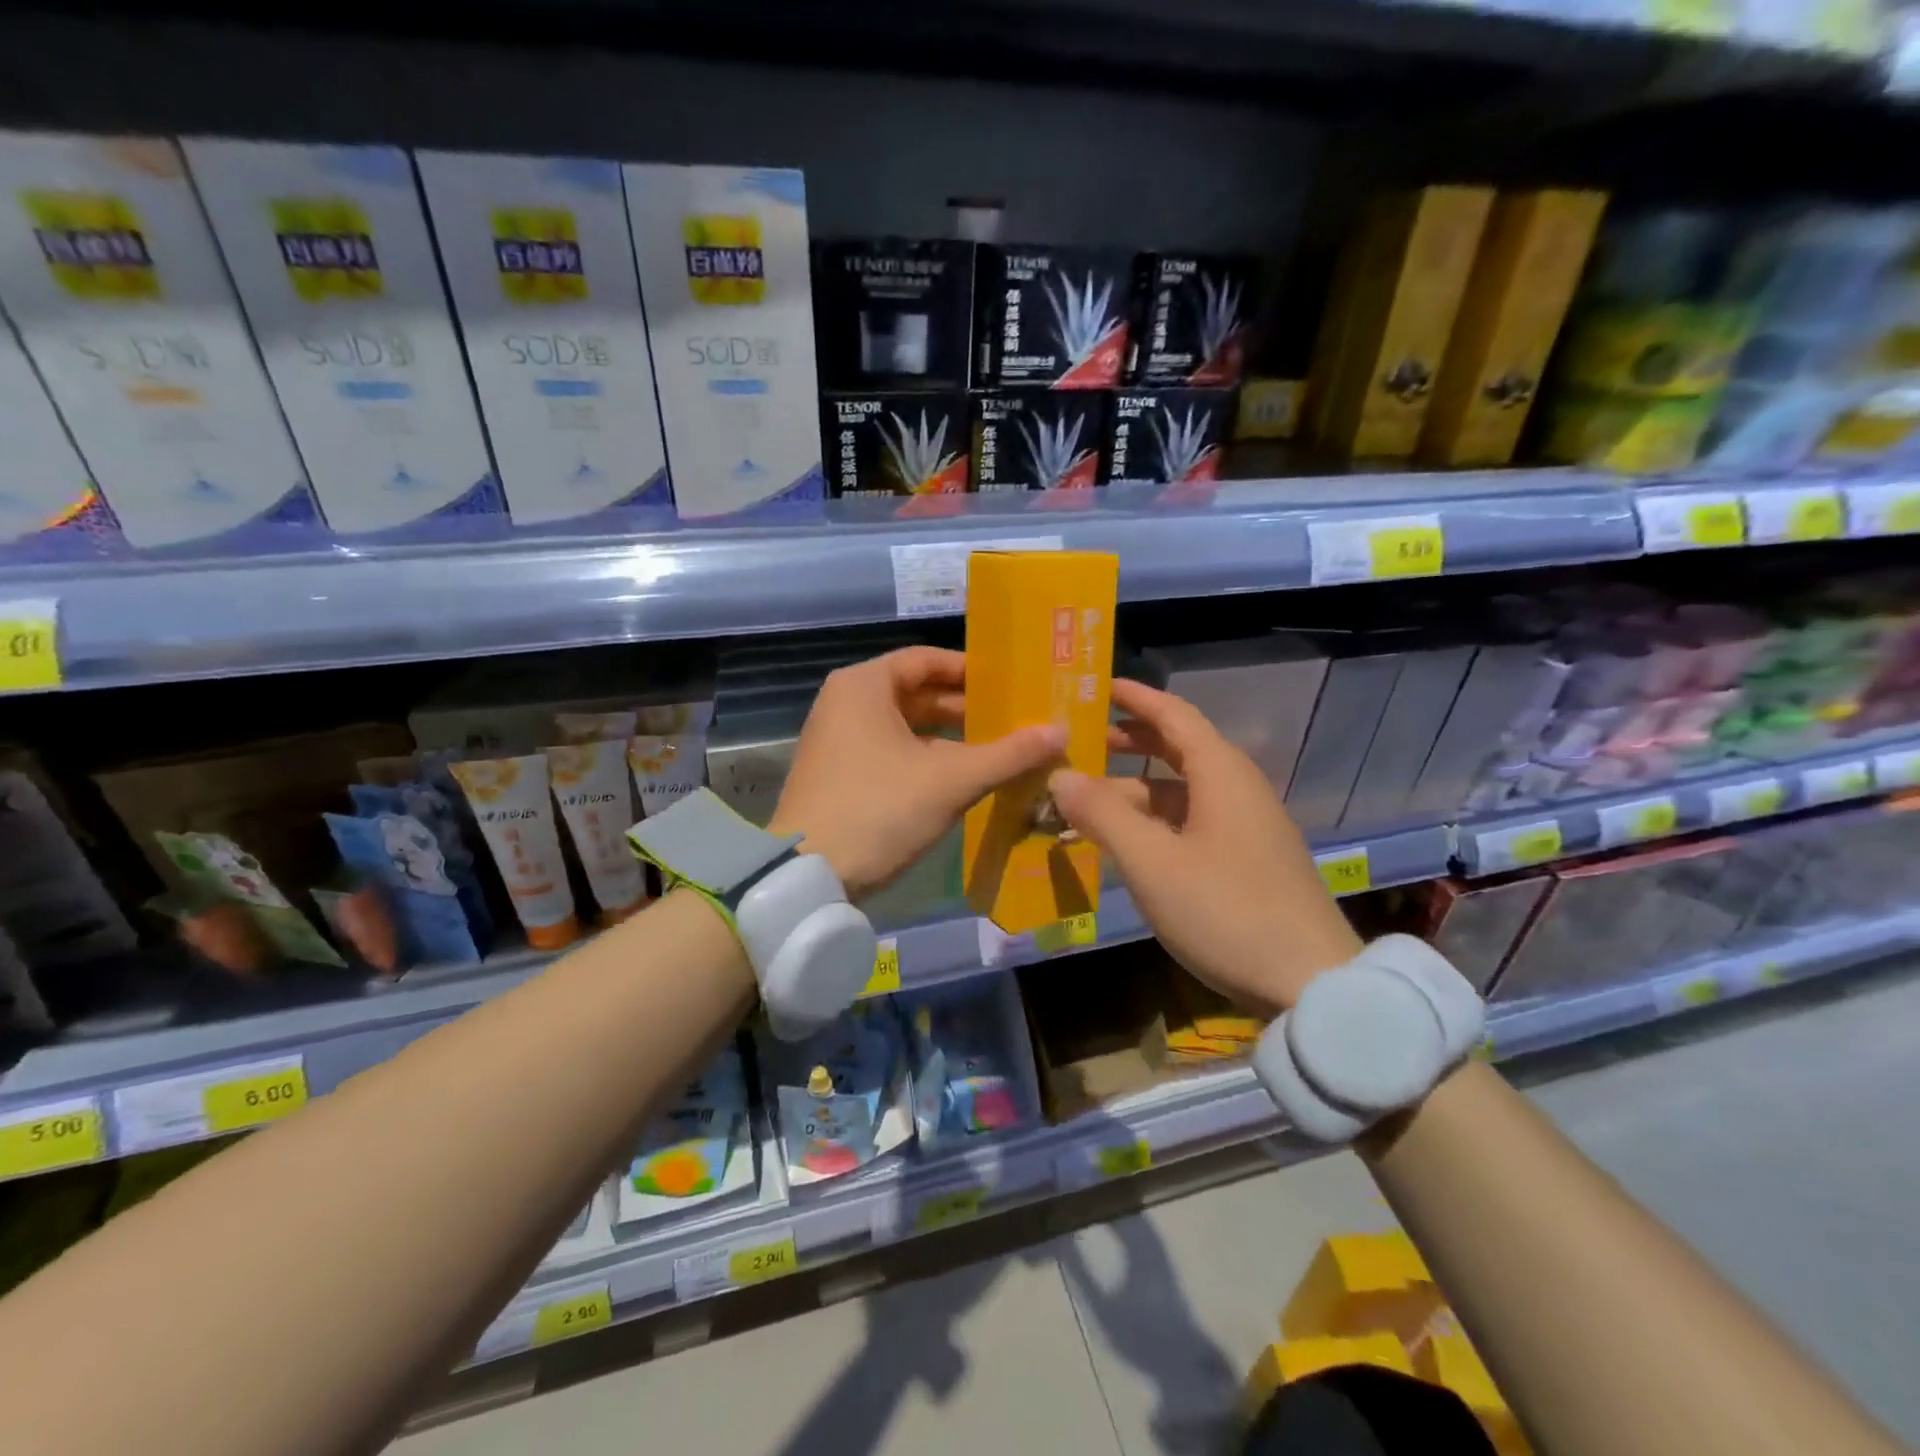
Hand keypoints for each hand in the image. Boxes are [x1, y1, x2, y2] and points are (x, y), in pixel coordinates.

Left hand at [770, 646, 1065, 900]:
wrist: (807, 875)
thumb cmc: (878, 809)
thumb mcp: (949, 780)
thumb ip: (1007, 754)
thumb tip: (1061, 732)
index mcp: (864, 685)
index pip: (927, 660)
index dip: (972, 671)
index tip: (1012, 685)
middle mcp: (846, 702)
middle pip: (917, 693)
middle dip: (966, 708)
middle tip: (1015, 720)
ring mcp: (838, 739)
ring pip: (906, 727)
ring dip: (951, 738)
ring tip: (999, 750)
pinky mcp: (839, 773)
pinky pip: (892, 751)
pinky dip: (926, 759)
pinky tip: (963, 777)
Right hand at [1050, 679, 1360, 1015]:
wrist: (1312, 984)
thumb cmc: (1226, 910)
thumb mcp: (1152, 862)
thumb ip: (1103, 814)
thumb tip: (1060, 775)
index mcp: (1221, 773)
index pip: (1173, 715)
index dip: (1135, 697)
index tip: (1098, 686)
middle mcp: (1237, 789)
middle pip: (1177, 750)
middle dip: (1129, 743)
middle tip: (1082, 743)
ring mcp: (1246, 827)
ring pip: (1181, 793)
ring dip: (1135, 791)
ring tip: (1086, 802)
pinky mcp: (1248, 860)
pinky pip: (1191, 823)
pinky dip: (1154, 822)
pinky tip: (1126, 843)